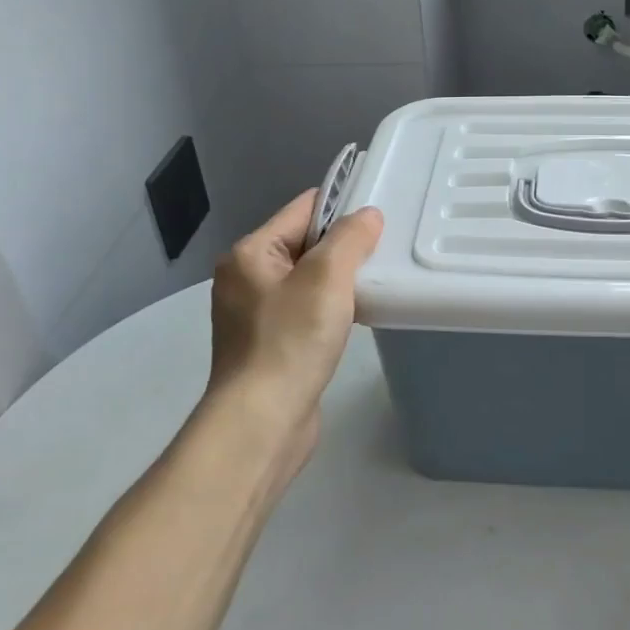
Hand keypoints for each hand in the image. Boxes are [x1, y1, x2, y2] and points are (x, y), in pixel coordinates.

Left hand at [207, 191, 383, 444]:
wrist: (262, 422)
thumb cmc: (291, 341)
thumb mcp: (326, 278)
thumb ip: (350, 238)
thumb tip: (368, 216)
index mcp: (250, 253)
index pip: (303, 209)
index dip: (342, 207)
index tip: (381, 215)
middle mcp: (246, 278)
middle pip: (305, 243)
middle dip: (344, 246)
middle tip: (384, 252)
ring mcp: (254, 314)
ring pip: (308, 279)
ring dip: (340, 280)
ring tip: (375, 284)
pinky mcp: (268, 344)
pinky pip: (305, 310)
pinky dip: (330, 308)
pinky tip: (355, 317)